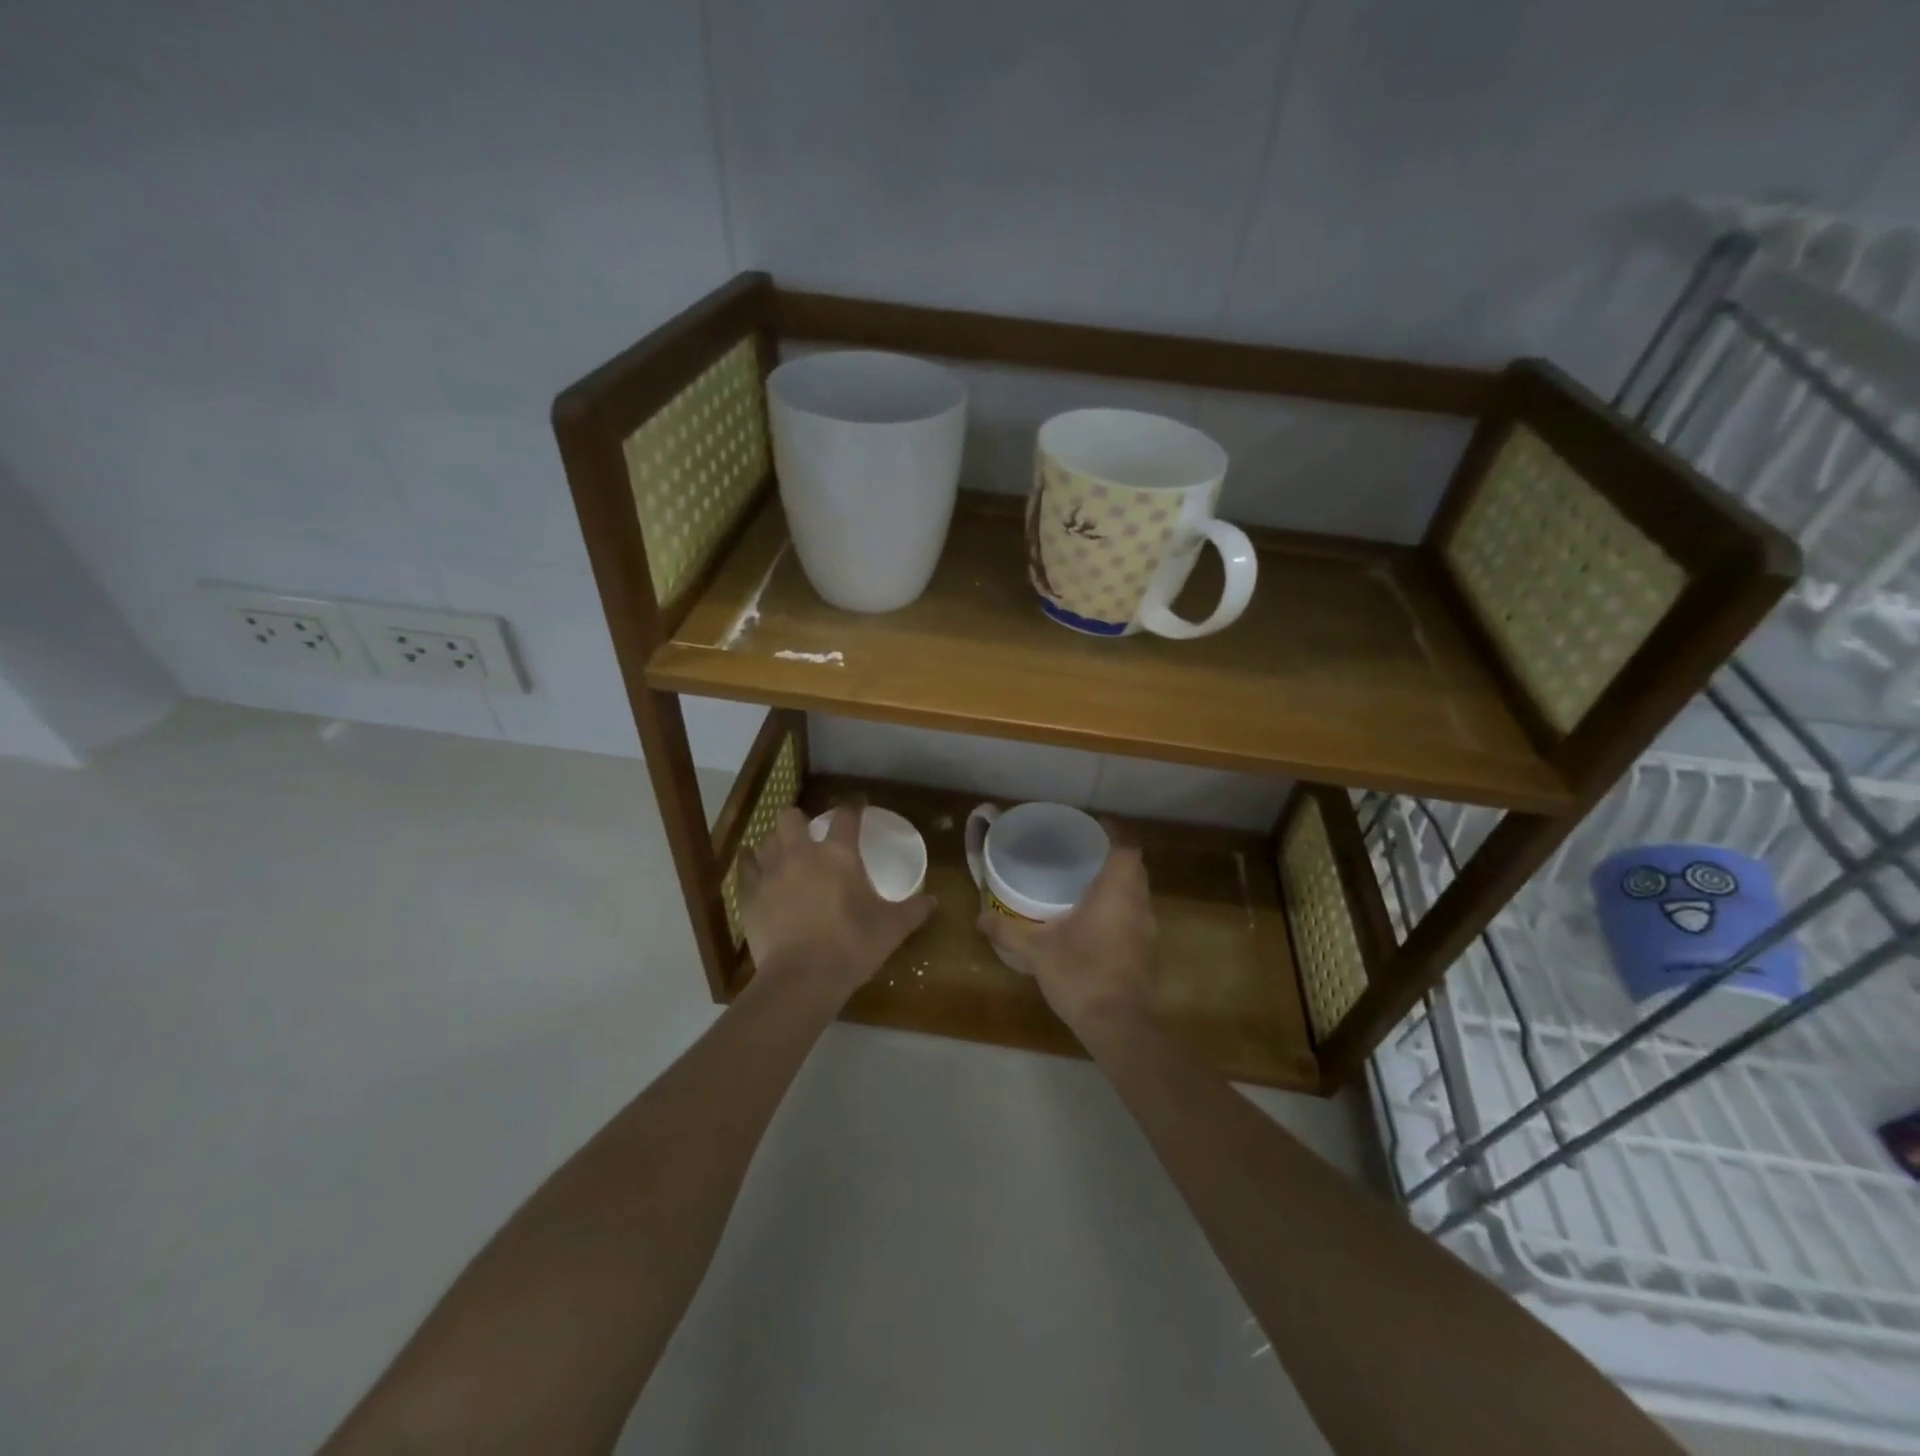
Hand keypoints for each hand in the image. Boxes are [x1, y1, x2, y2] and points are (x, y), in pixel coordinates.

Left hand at [739, 805, 934, 1004]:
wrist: (803, 977)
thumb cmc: (853, 945)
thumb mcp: (892, 928)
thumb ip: (914, 910)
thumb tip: (934, 901)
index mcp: (838, 854)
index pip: (845, 817)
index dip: (851, 809)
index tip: (856, 809)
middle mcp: (801, 854)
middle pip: (790, 817)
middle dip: (798, 821)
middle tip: (808, 836)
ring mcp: (771, 873)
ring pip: (765, 840)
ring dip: (775, 843)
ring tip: (783, 855)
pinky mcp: (749, 896)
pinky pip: (745, 869)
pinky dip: (750, 866)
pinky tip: (755, 872)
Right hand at [976, 845, 1155, 1032]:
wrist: (1118, 1026)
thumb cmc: (1081, 974)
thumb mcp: (1037, 951)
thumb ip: (1007, 930)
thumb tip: (979, 917)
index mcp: (1117, 892)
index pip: (1127, 847)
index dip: (1114, 831)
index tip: (1094, 825)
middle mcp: (1138, 904)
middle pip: (1134, 867)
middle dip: (1112, 856)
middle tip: (1081, 853)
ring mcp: (1147, 930)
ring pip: (1137, 892)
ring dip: (1117, 883)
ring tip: (1085, 882)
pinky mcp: (1146, 951)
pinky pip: (1135, 914)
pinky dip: (1119, 907)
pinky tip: (1093, 920)